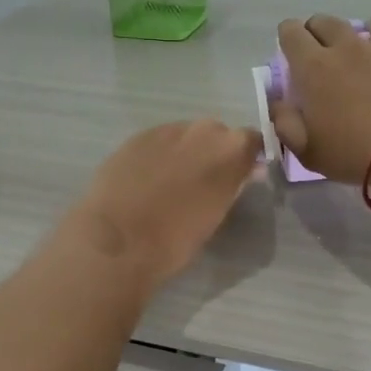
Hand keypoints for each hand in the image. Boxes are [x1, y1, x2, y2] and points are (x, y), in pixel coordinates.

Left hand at [65, 120, 262, 288]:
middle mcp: (201, 131)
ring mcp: (165, 131)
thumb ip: (231, 186)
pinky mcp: (135, 138)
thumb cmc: (176, 239)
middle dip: (214, 152)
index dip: (247, 157)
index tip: (242, 174)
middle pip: (216, 134)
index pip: (252, 141)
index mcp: (230, 151)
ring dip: (184, 153)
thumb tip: (241, 174)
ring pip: (184, 136)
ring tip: (171, 183)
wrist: (119, 240)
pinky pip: (157, 142)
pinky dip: (157, 156)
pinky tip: (146, 181)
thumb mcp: (216, 215)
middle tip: (204, 182)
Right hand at [270, 15, 370, 182]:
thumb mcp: (307, 150)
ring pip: (355, 23)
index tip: (289, 57)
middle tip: (317, 58)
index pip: (290, 33)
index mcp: (311, 68)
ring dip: (347, 34)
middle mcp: (342, 47)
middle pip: (322, 22)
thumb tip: (278, 105)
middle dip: (314, 34)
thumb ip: (285, 124)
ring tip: (350, 53)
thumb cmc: (352, 151)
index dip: (286, 39)